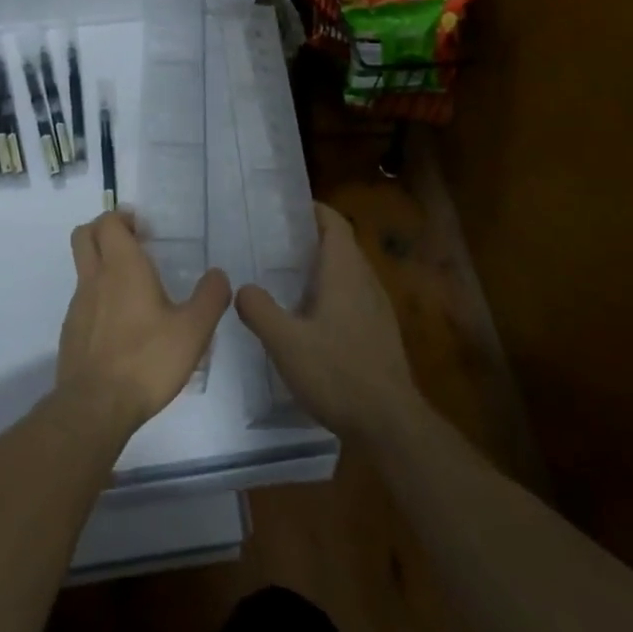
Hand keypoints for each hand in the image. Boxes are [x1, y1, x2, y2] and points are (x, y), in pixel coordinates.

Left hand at [59, 212, 231, 434]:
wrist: (95, 407)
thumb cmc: (147, 360)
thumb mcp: (193, 331)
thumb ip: (210, 298)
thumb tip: (219, 274)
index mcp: (123, 267)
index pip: (108, 222)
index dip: (123, 218)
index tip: (145, 230)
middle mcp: (95, 278)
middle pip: (84, 235)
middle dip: (104, 231)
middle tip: (133, 245)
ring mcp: (78, 305)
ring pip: (83, 268)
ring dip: (103, 266)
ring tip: (135, 290)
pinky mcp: (71, 331)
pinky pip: (83, 300)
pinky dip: (99, 298)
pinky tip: (123, 326)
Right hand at [235, 202, 420, 442]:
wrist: (390, 424)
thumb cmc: (337, 373)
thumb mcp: (286, 343)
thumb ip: (260, 310)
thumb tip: (242, 288)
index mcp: (345, 272)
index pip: (334, 223)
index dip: (313, 210)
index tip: (285, 208)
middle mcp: (365, 282)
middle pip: (340, 245)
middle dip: (310, 238)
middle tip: (273, 242)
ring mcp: (376, 309)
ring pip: (347, 273)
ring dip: (320, 268)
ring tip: (284, 277)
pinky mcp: (378, 333)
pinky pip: (352, 297)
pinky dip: (329, 293)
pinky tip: (307, 318)